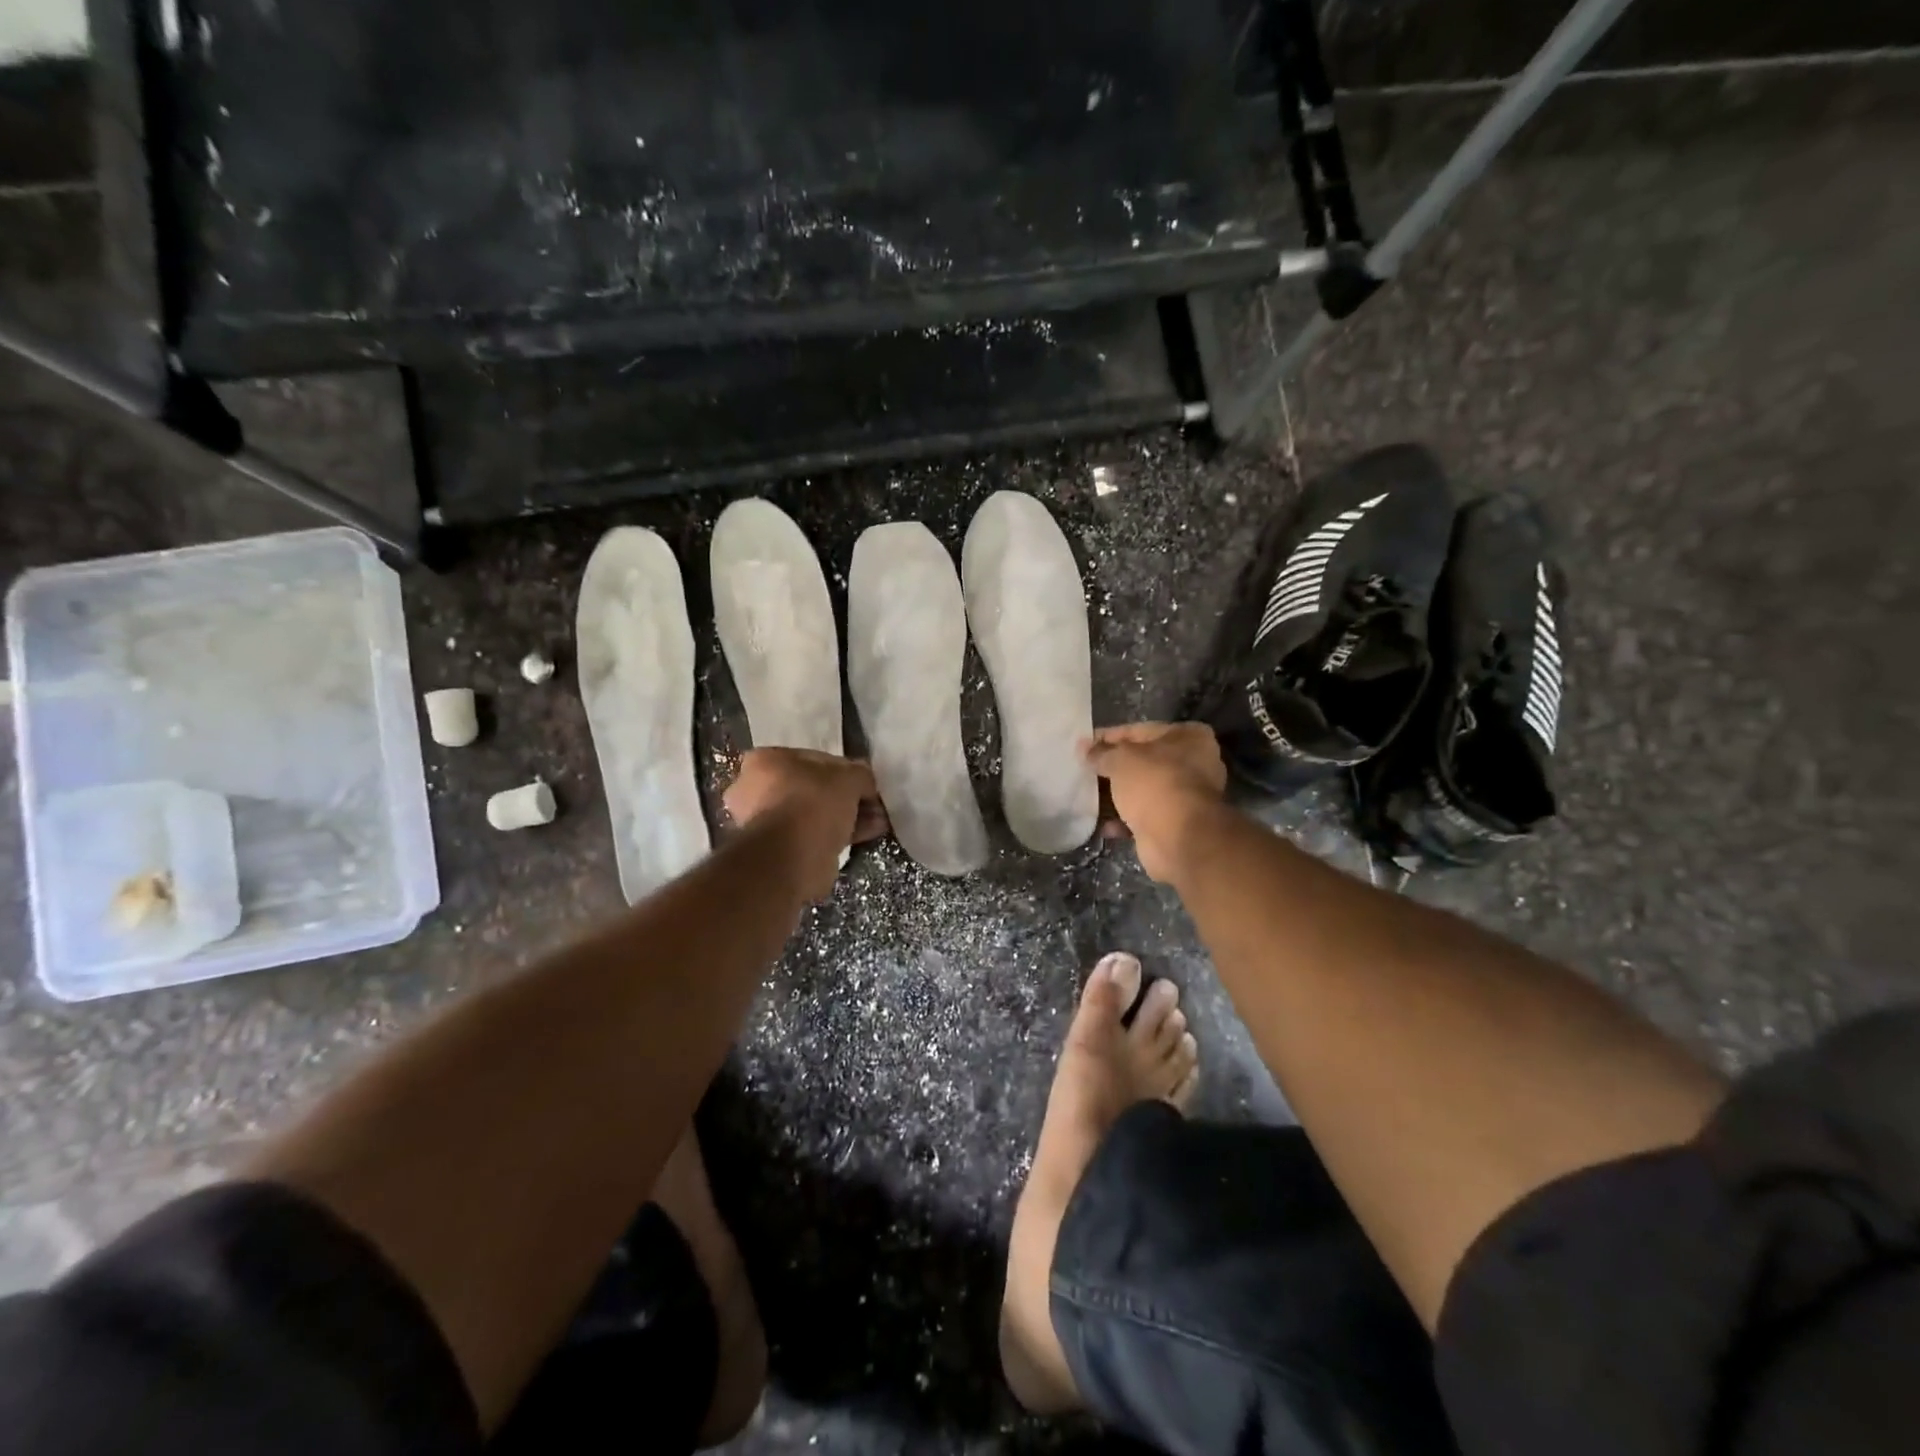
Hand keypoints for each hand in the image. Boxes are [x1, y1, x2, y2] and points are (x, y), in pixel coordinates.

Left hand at [723, 749, 887, 900]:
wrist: (790, 857)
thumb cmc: (813, 802)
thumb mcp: (848, 777)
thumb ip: (860, 774)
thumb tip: (865, 782)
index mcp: (764, 761)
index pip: (813, 759)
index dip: (844, 770)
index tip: (865, 784)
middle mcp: (755, 789)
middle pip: (812, 789)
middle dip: (845, 798)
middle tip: (872, 805)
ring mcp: (763, 823)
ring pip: (813, 815)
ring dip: (844, 818)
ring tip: (876, 823)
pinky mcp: (775, 850)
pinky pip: (811, 836)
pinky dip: (835, 836)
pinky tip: (863, 837)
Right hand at [1085, 723, 1228, 883]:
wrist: (1178, 838)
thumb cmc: (1154, 784)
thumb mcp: (1121, 760)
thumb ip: (1101, 753)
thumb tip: (1083, 748)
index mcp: (1189, 737)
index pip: (1139, 731)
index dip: (1108, 737)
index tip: (1084, 745)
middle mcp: (1193, 763)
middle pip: (1142, 761)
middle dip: (1112, 767)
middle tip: (1083, 770)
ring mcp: (1185, 796)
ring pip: (1142, 790)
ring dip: (1116, 795)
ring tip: (1086, 796)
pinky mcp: (1175, 823)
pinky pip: (1143, 815)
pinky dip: (1124, 819)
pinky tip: (1102, 824)